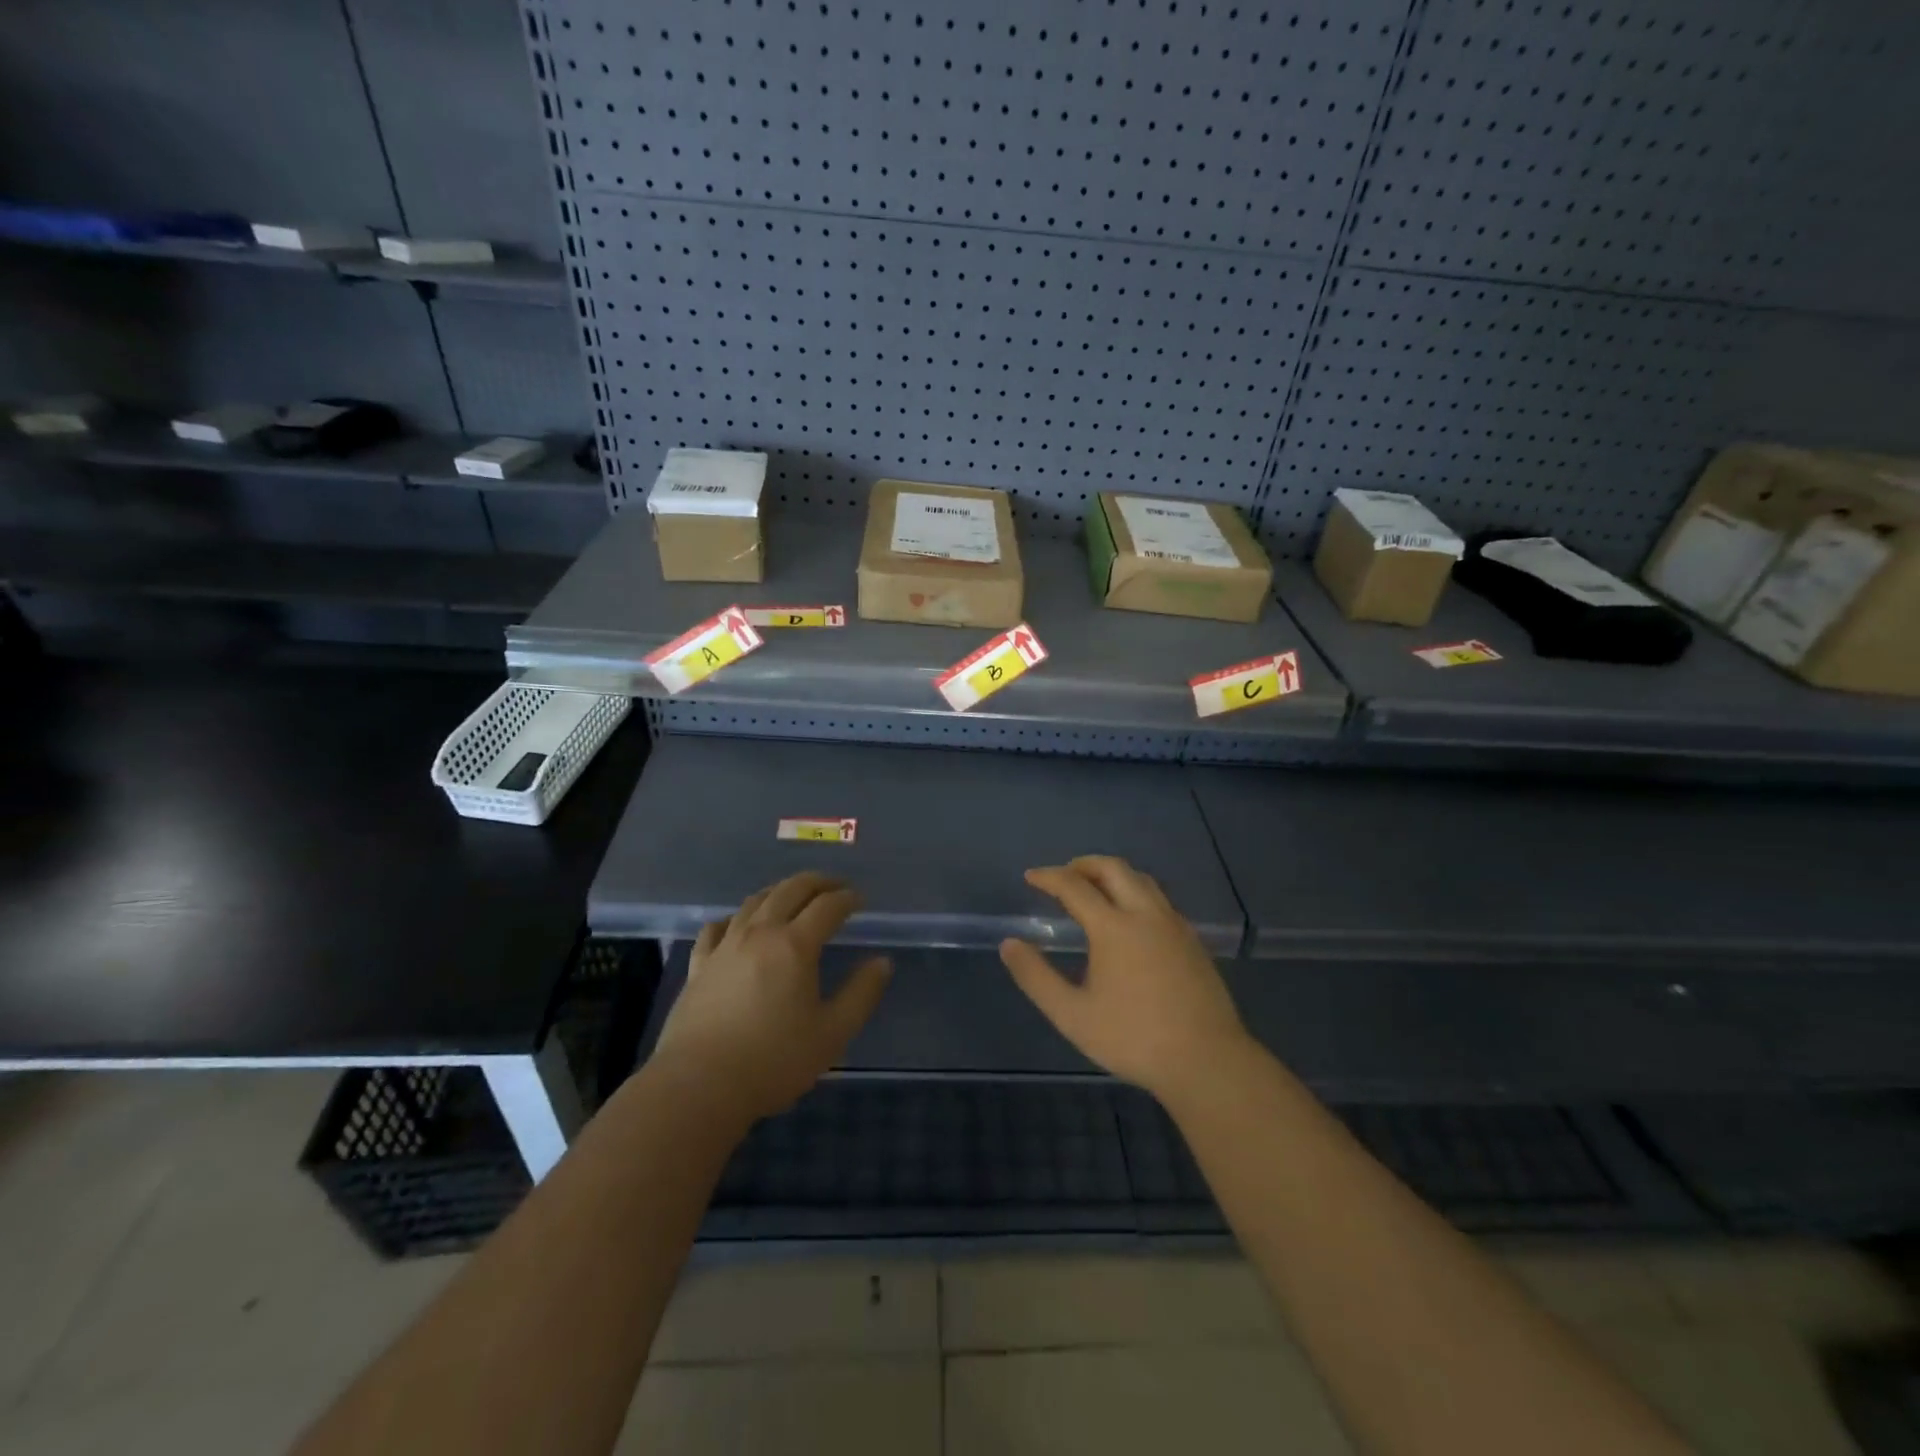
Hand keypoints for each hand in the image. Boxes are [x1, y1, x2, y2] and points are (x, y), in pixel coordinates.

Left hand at [653, 872, 891, 1123]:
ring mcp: (725, 946)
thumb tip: (882, 962)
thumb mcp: (833, 1034)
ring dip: (780, 891)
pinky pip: (717, 927)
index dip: (847, 898)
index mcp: (795, 945)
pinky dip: (736, 917)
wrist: (698, 1086)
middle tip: (834, 887)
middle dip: (817, 883)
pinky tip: (739, 924)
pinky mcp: (699, 964)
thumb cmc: (773, 1061)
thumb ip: (861, 994)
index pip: (827, 906)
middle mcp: (760, 933)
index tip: (860, 900)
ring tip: (793, 897)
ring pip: (754, 901)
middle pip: (790, 890)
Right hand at [1000, 855, 1248, 1100]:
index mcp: (1113, 927)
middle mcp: (1145, 914)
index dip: (1049, 877)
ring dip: (1113, 874)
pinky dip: (1135, 892)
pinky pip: (1159, 899)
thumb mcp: (1072, 1015)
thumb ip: (1036, 977)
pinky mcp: (1193, 940)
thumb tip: (1009, 944)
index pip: (1074, 886)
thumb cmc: (1134, 1038)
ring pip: (1141, 879)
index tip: (1030, 877)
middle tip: (1063, 876)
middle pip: (1113, 868)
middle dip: (1083, 864)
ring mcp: (1174, 925)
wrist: (1207, 1060)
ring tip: (1095, 889)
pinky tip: (1131, 919)